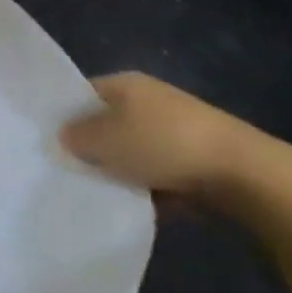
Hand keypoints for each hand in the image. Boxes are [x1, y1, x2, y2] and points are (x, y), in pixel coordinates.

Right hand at [59, 72, 274, 205]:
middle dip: (92, 150)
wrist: (242, 174)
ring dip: (121, 173)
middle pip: (107, 124)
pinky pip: (158, 174)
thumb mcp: (106, 139)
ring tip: (104, 196)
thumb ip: (77, 137)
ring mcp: (174, 130)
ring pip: (132, 153)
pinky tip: (139, 208)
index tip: (49, 145)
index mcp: (125, 84)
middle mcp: (148, 100)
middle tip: (71, 174)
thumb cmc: (164, 144)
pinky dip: (149, 190)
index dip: (65, 117)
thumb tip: (63, 136)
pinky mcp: (194, 160)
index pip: (83, 94)